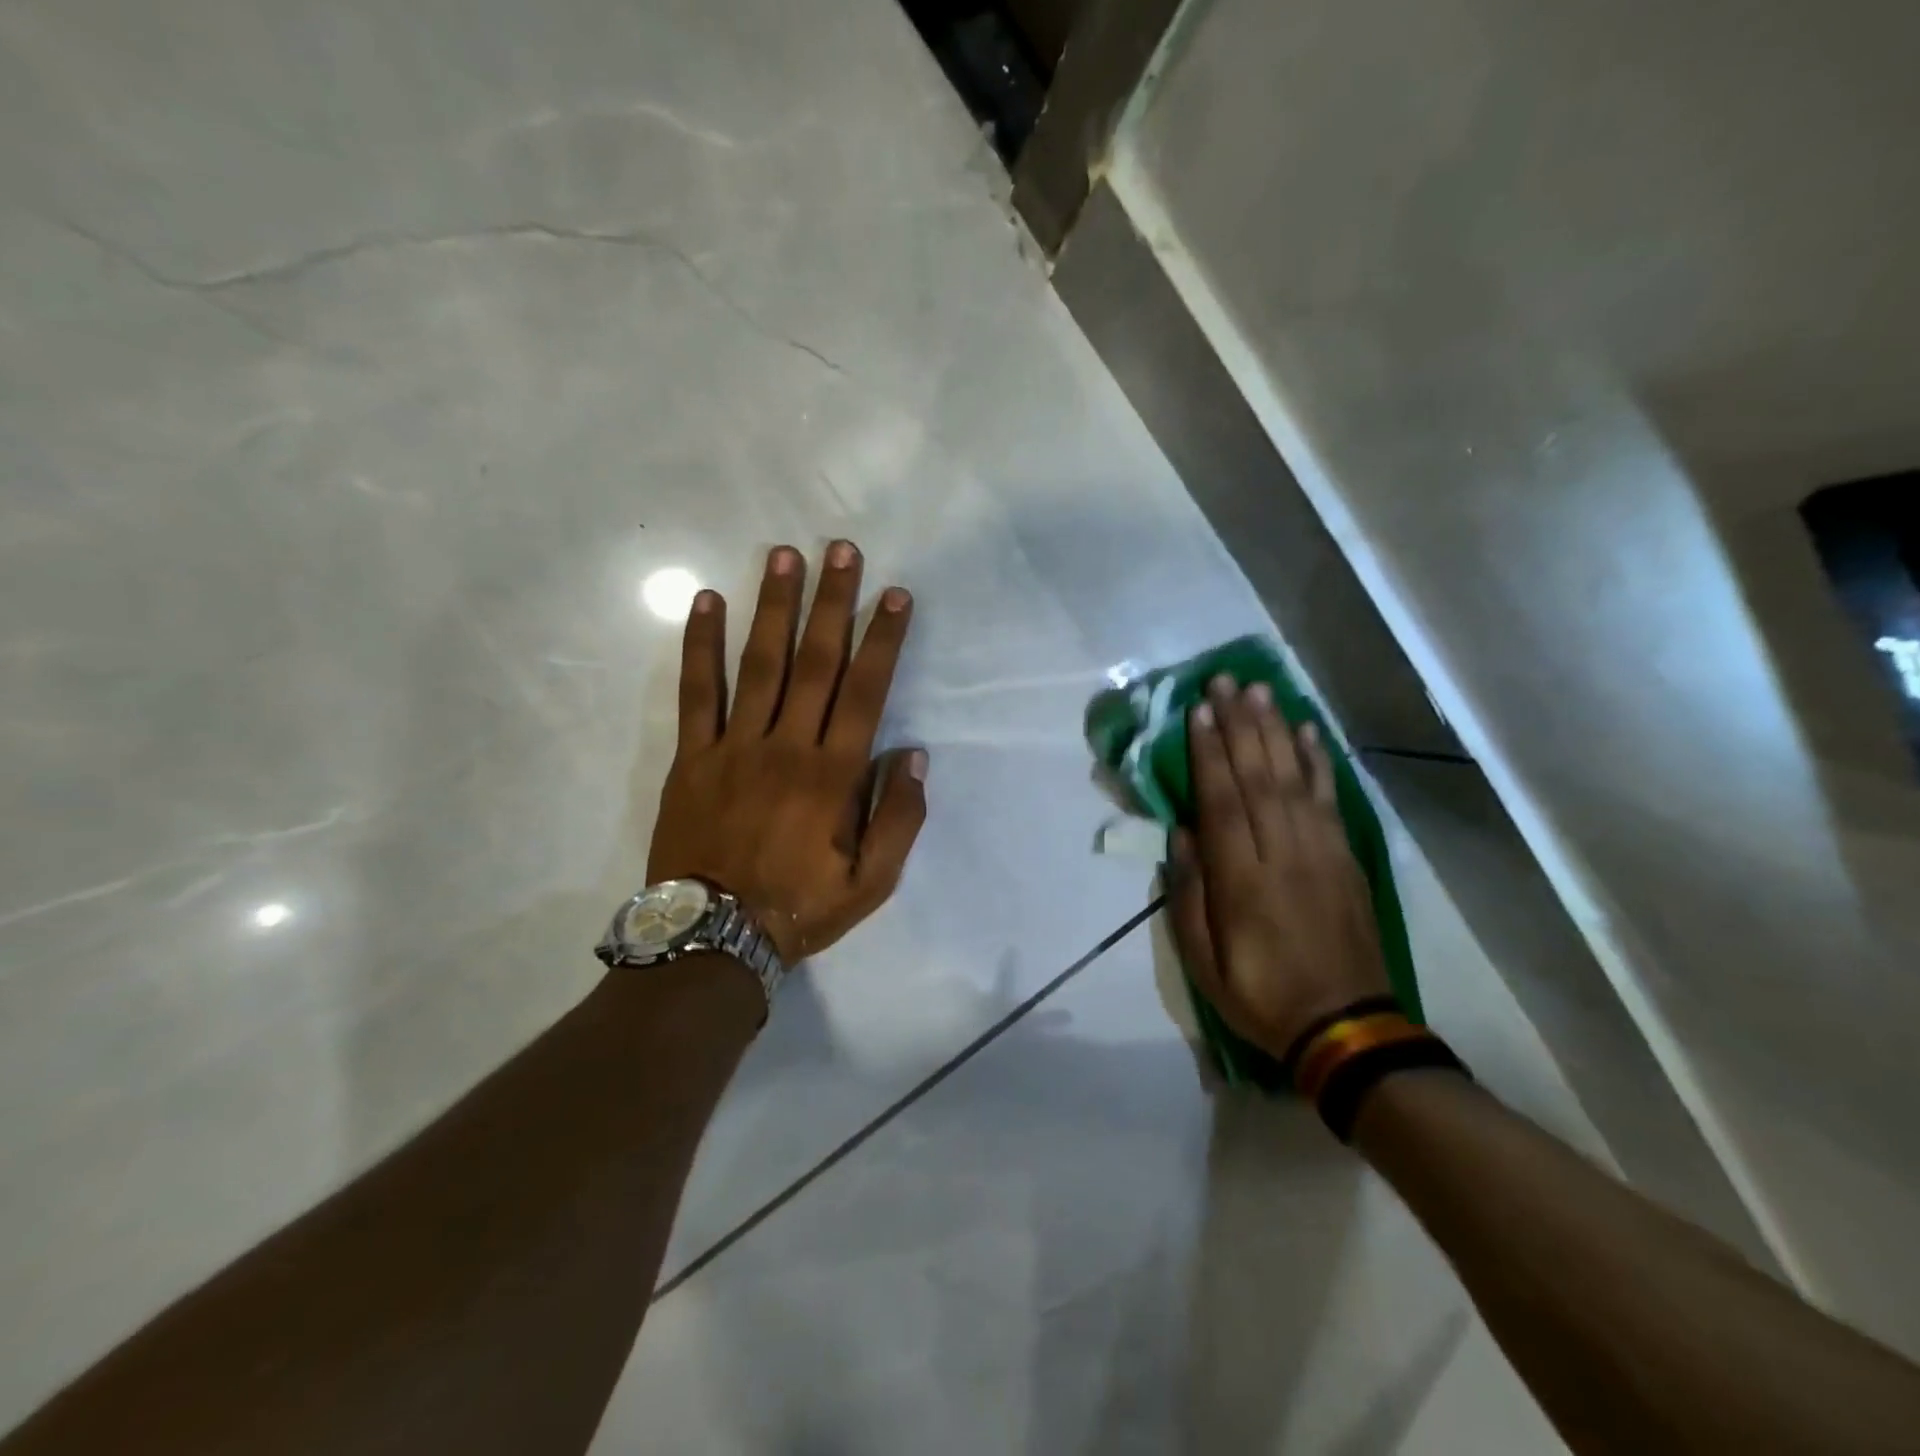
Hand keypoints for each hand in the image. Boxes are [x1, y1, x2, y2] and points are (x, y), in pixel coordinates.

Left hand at [647, 541, 927, 962]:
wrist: (712, 939)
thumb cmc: (800, 908)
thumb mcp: (872, 883)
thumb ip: (899, 819)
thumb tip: (914, 756)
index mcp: (834, 775)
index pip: (865, 691)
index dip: (882, 639)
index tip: (894, 595)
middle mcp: (787, 746)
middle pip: (815, 662)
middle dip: (831, 602)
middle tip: (840, 550)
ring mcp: (735, 746)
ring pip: (760, 663)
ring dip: (774, 606)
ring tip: (783, 555)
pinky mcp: (692, 756)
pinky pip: (696, 692)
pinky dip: (700, 645)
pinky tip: (707, 602)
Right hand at [1167, 675, 1389, 1061]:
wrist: (1346, 1026)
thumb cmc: (1260, 994)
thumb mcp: (1203, 960)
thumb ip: (1189, 894)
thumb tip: (1183, 834)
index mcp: (1242, 881)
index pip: (1221, 803)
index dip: (1208, 754)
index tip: (1199, 712)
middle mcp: (1283, 854)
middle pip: (1258, 778)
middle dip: (1239, 726)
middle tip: (1225, 682)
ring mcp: (1321, 852)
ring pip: (1293, 780)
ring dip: (1275, 732)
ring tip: (1260, 692)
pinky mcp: (1346, 858)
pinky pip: (1329, 800)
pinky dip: (1317, 763)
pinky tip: (1306, 733)